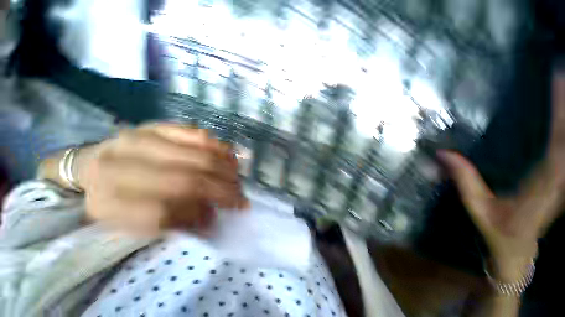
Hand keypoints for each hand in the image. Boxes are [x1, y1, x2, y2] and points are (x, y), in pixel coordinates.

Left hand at [76, 123, 247, 234]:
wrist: (92, 165)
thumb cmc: (114, 199)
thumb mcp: (131, 223)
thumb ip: (170, 224)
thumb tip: (211, 219)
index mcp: (106, 202)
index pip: (162, 214)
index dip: (197, 218)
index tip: (219, 220)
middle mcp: (121, 166)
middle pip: (187, 181)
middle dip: (223, 192)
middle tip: (241, 199)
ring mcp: (141, 139)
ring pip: (199, 156)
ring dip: (227, 171)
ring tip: (237, 180)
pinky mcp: (157, 125)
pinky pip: (199, 135)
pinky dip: (221, 148)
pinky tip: (230, 158)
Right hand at [438, 77, 564, 280]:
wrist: (517, 250)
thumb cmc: (497, 230)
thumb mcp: (477, 207)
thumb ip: (464, 180)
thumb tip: (444, 153)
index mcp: (543, 185)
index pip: (559, 144)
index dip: (561, 114)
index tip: (557, 84)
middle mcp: (559, 178)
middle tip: (562, 75)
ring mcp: (562, 179)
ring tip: (563, 87)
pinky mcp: (559, 178)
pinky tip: (562, 119)